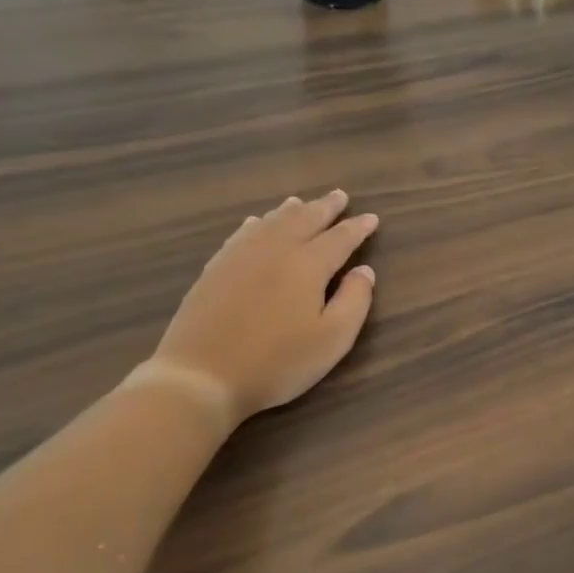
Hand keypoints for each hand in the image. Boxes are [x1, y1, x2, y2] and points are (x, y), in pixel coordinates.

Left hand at [151, 189, 378, 425]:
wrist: (201, 376)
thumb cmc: (277, 362)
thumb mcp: (332, 339)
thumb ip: (355, 301)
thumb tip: (365, 271)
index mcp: (307, 265)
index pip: (340, 238)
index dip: (357, 227)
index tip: (371, 218)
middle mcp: (274, 250)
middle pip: (304, 220)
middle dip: (325, 207)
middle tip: (339, 196)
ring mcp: (239, 257)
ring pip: (271, 222)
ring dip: (291, 210)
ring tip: (301, 202)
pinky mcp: (214, 270)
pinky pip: (242, 234)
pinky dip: (257, 223)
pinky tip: (256, 223)